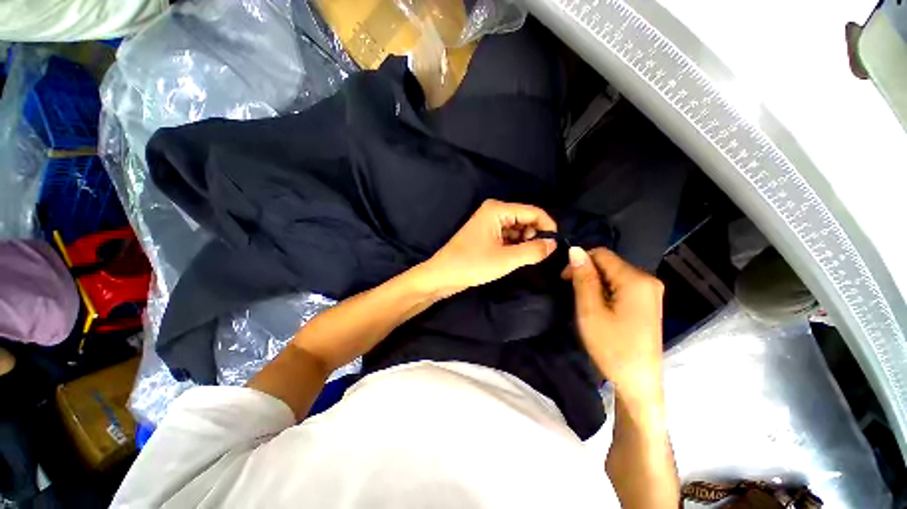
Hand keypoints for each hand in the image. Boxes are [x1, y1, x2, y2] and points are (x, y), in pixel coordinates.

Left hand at [421, 199, 557, 296]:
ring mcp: (489, 223)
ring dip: (525, 242)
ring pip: (518, 229)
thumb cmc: (472, 264)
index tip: (556, 245)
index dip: (548, 227)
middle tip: (537, 255)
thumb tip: (553, 244)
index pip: (534, 212)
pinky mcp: (487, 235)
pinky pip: (508, 236)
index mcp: (498, 210)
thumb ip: (533, 251)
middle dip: (535, 236)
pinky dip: (515, 246)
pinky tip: (515, 257)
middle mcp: (494, 211)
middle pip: (526, 219)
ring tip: (525, 258)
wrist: (443, 275)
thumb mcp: (506, 259)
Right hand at [564, 247, 664, 399]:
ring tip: (585, 303)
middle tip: (573, 294)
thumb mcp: (590, 311)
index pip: (601, 254)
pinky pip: (621, 285)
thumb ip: (583, 278)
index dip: (579, 262)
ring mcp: (651, 291)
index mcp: (636, 279)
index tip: (564, 280)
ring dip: (595, 283)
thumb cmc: (612, 348)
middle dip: (587, 273)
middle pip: (609, 263)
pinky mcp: (648, 302)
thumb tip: (574, 250)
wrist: (638, 383)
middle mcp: (648, 279)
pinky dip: (605, 290)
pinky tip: (600, 307)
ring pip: (613, 274)